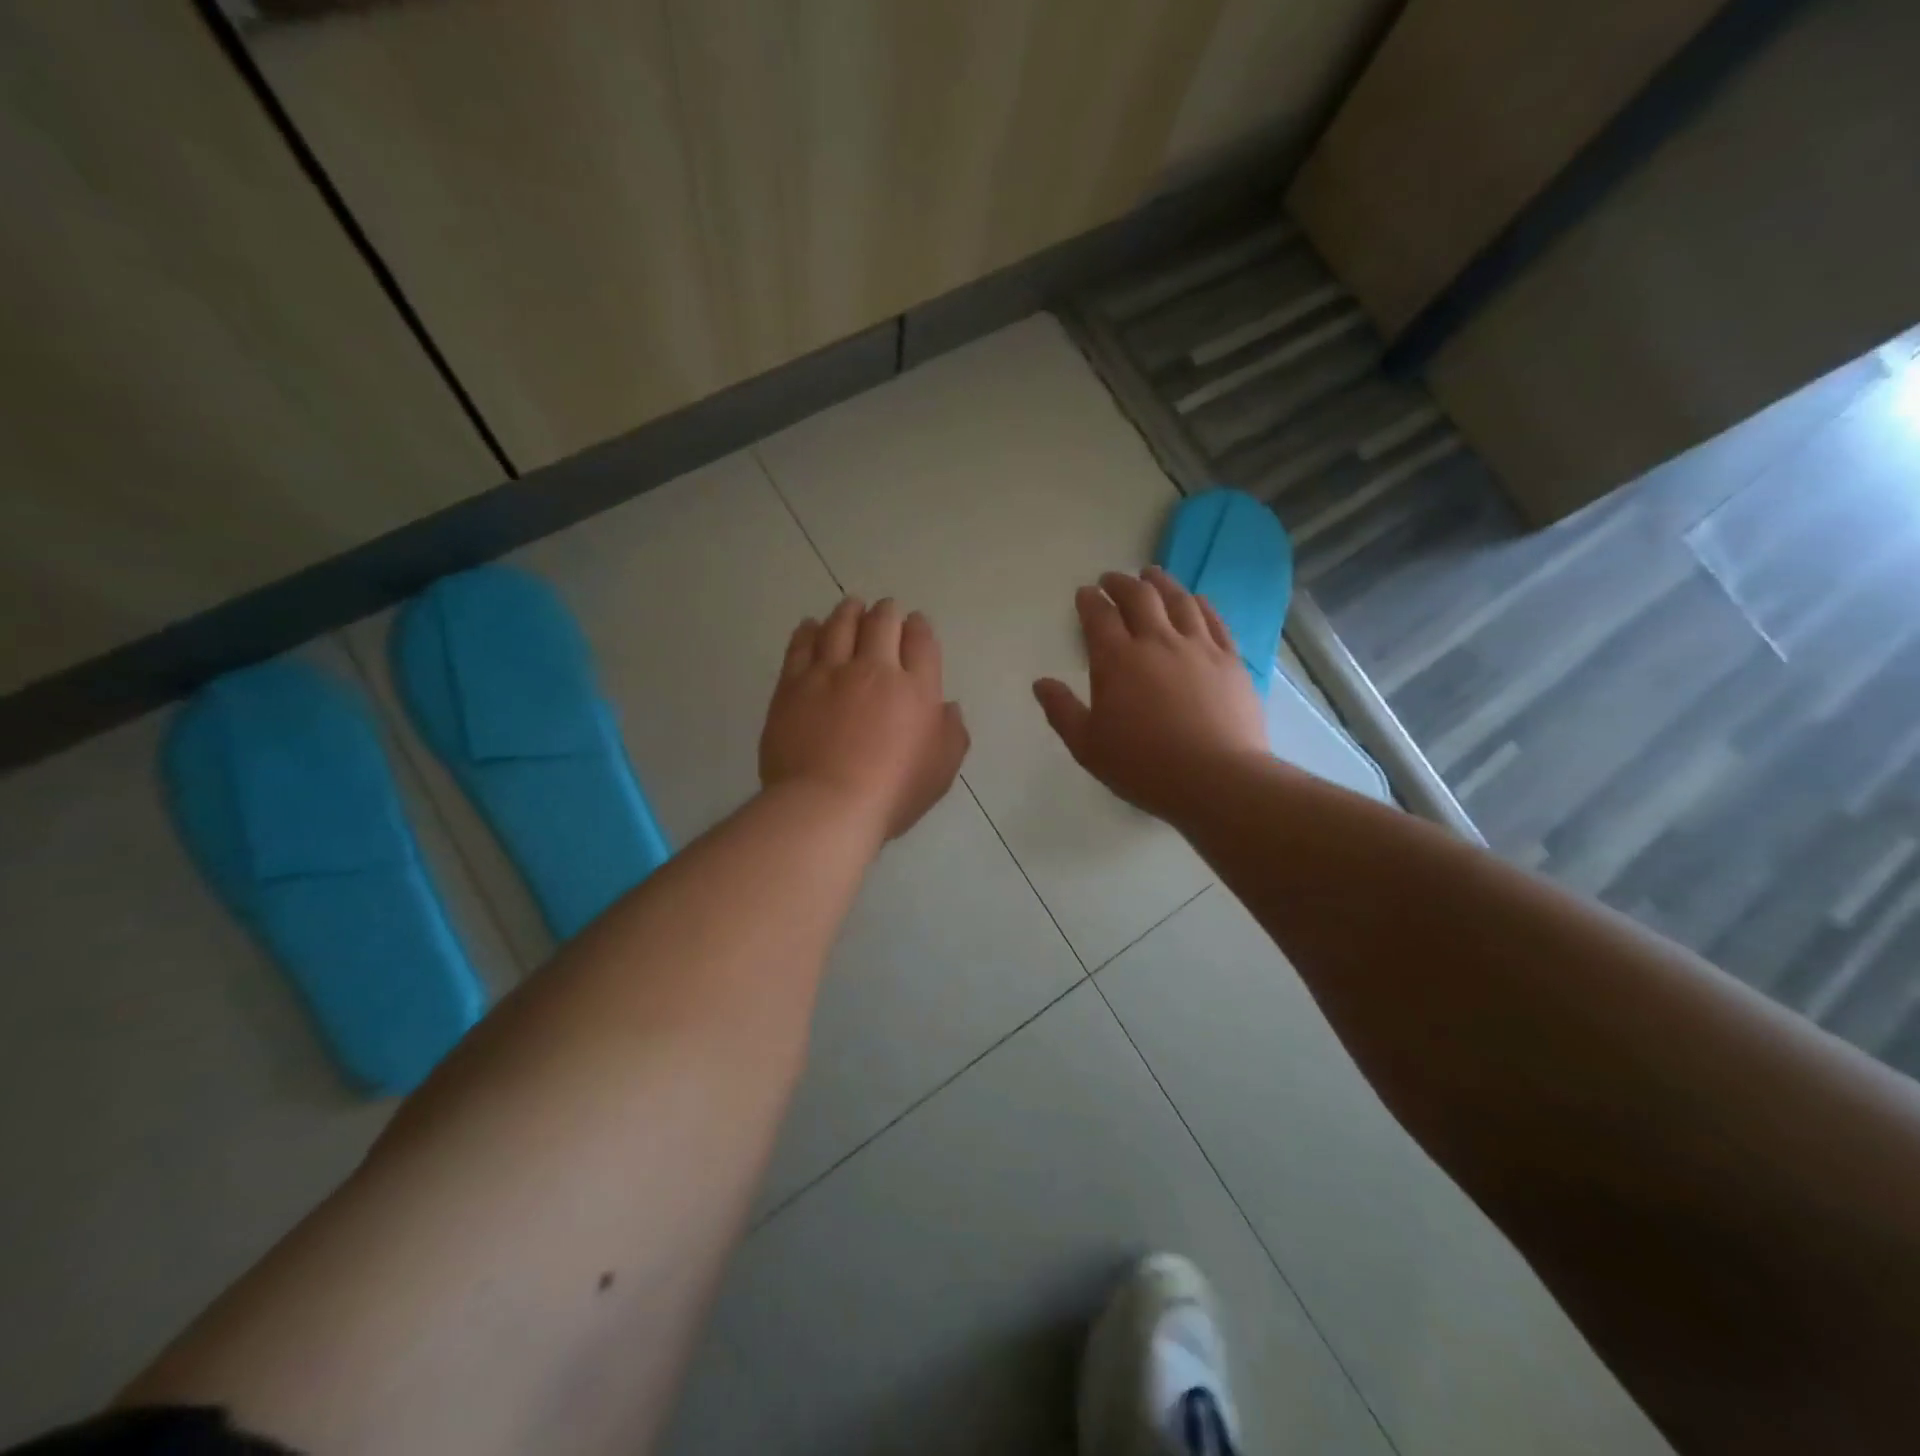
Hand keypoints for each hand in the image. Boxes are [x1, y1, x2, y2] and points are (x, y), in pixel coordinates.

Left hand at [761, 597, 969, 839]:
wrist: (827, 804)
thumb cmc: (892, 793)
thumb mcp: (941, 770)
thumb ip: (952, 733)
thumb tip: (948, 706)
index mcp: (915, 689)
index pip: (921, 642)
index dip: (919, 627)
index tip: (915, 622)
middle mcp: (874, 670)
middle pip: (882, 624)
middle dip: (886, 612)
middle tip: (885, 608)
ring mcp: (830, 673)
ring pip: (840, 626)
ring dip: (848, 611)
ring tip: (851, 605)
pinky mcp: (793, 685)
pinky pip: (801, 645)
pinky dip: (809, 631)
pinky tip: (811, 626)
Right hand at [1033, 567, 1267, 820]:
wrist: (1216, 779)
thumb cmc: (1143, 766)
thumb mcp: (1088, 746)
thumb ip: (1061, 710)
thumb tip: (1041, 683)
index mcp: (1117, 660)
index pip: (1098, 616)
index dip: (1089, 600)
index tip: (1085, 594)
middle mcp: (1157, 641)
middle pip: (1139, 596)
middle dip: (1121, 583)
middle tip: (1112, 579)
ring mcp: (1198, 646)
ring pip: (1178, 599)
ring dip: (1161, 582)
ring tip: (1152, 574)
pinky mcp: (1230, 659)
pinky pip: (1214, 619)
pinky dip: (1200, 603)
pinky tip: (1195, 600)